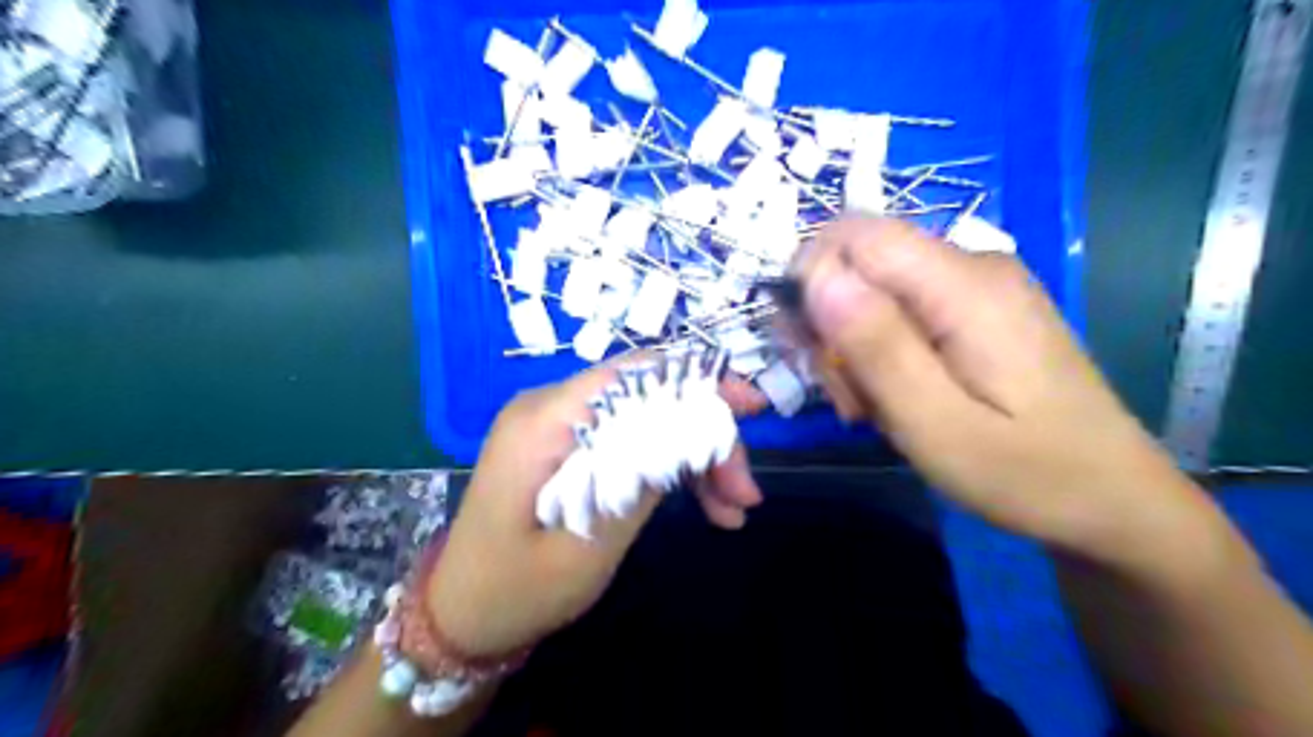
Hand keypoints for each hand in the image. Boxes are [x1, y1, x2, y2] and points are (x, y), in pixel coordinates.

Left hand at [427, 361, 766, 654]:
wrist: (462, 615)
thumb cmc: (515, 592)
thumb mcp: (587, 545)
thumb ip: (638, 481)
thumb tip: (693, 430)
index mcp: (545, 421)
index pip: (635, 374)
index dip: (699, 382)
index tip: (751, 408)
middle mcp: (552, 408)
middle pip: (648, 398)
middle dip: (704, 438)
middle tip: (745, 493)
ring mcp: (560, 427)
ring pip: (647, 422)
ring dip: (694, 459)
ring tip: (733, 511)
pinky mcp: (569, 448)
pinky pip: (630, 442)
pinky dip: (668, 469)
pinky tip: (704, 505)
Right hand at [795, 218, 1203, 564]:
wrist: (1112, 500)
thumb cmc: (1028, 475)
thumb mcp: (937, 425)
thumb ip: (875, 346)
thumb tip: (816, 275)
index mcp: (965, 285)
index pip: (854, 235)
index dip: (812, 280)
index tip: (810, 350)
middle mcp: (971, 266)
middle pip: (860, 265)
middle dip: (832, 328)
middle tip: (850, 400)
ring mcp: (977, 287)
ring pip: (874, 292)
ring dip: (855, 350)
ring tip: (876, 411)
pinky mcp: (976, 310)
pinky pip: (901, 312)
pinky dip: (881, 354)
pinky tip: (898, 398)